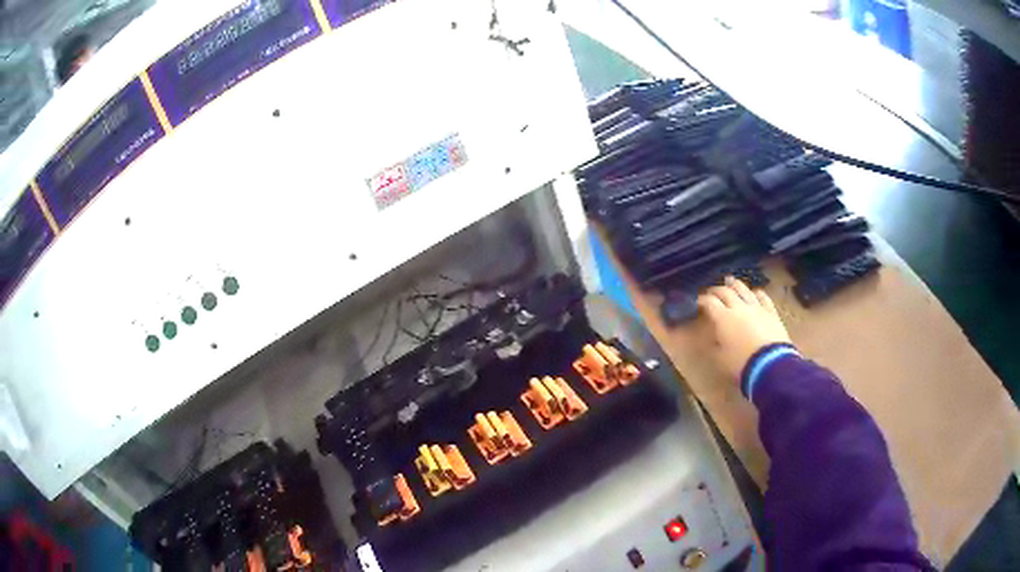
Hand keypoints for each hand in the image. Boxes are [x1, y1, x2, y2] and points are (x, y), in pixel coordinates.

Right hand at [697, 276, 791, 380]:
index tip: (696, 302)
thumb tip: (707, 338)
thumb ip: (712, 344)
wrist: (770, 364)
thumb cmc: (741, 363)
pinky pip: (764, 298)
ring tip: (730, 281)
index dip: (701, 300)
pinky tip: (755, 292)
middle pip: (725, 292)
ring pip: (744, 290)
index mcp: (723, 318)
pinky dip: (757, 293)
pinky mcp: (771, 312)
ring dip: (735, 285)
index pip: (709, 302)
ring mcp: (757, 308)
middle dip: (716, 290)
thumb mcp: (720, 358)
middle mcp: (739, 307)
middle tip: (711, 292)